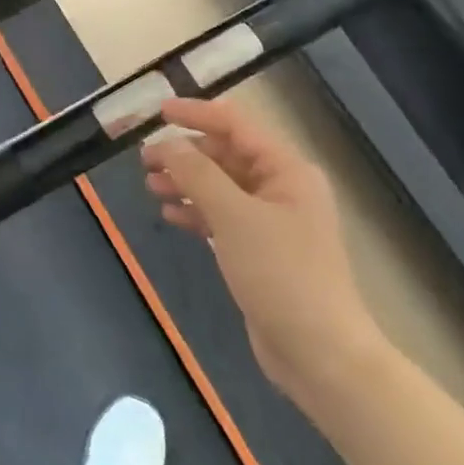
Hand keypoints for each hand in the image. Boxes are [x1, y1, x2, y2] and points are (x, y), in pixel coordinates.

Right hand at [140, 96, 383, 401]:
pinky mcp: (259, 250)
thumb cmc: (281, 274)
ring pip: (220, 187)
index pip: (236, 125)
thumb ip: (197, 174)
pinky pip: (221, 217)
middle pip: (225, 156)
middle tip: (144, 159)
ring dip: (186, 182)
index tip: (158, 112)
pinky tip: (169, 214)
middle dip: (185, 154)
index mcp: (286, 170)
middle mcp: (281, 188)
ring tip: (150, 186)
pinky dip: (196, 211)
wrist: (319, 353)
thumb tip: (167, 144)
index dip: (196, 114)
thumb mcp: (234, 217)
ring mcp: (271, 221)